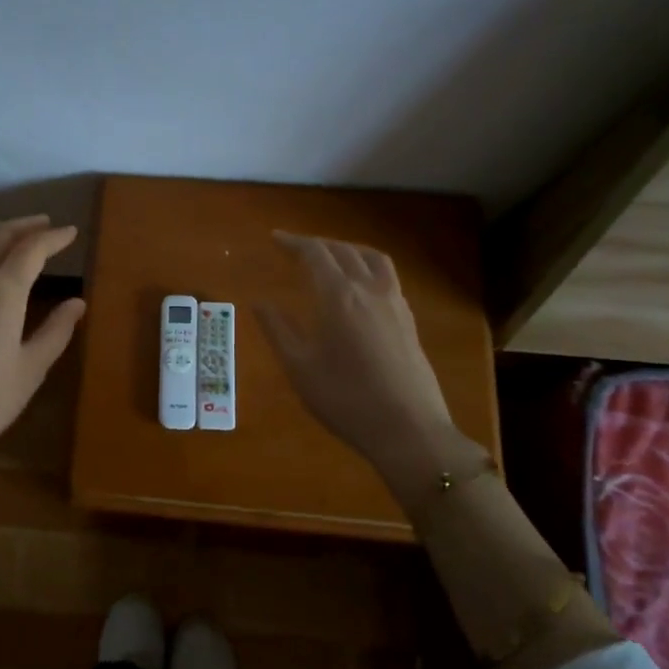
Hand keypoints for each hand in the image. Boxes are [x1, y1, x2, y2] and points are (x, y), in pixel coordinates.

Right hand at [257, 232, 487, 491]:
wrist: (408, 430)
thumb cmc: (345, 399)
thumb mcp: (299, 368)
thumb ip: (278, 330)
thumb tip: (259, 302)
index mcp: (337, 296)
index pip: (314, 253)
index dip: (294, 242)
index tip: (275, 238)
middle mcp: (368, 289)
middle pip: (343, 250)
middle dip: (318, 244)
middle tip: (296, 248)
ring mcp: (394, 303)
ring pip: (372, 258)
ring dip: (348, 249)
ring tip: (332, 256)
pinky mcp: (408, 320)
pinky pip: (387, 276)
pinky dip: (369, 266)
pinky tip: (361, 286)